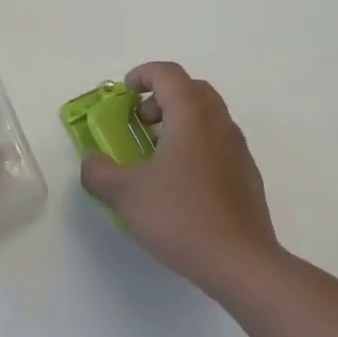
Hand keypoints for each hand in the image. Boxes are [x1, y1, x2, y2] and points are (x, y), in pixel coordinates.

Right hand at [80, 62, 281, 298]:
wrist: (240, 262)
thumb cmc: (181, 217)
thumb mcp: (126, 195)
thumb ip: (99, 172)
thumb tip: (91, 161)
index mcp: (191, 117)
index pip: (168, 73)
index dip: (142, 75)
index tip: (123, 94)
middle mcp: (219, 124)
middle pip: (192, 89)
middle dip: (162, 96)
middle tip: (140, 121)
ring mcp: (238, 149)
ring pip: (208, 115)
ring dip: (180, 120)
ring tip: (156, 153)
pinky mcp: (246, 175)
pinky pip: (218, 141)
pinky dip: (195, 143)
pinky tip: (179, 181)